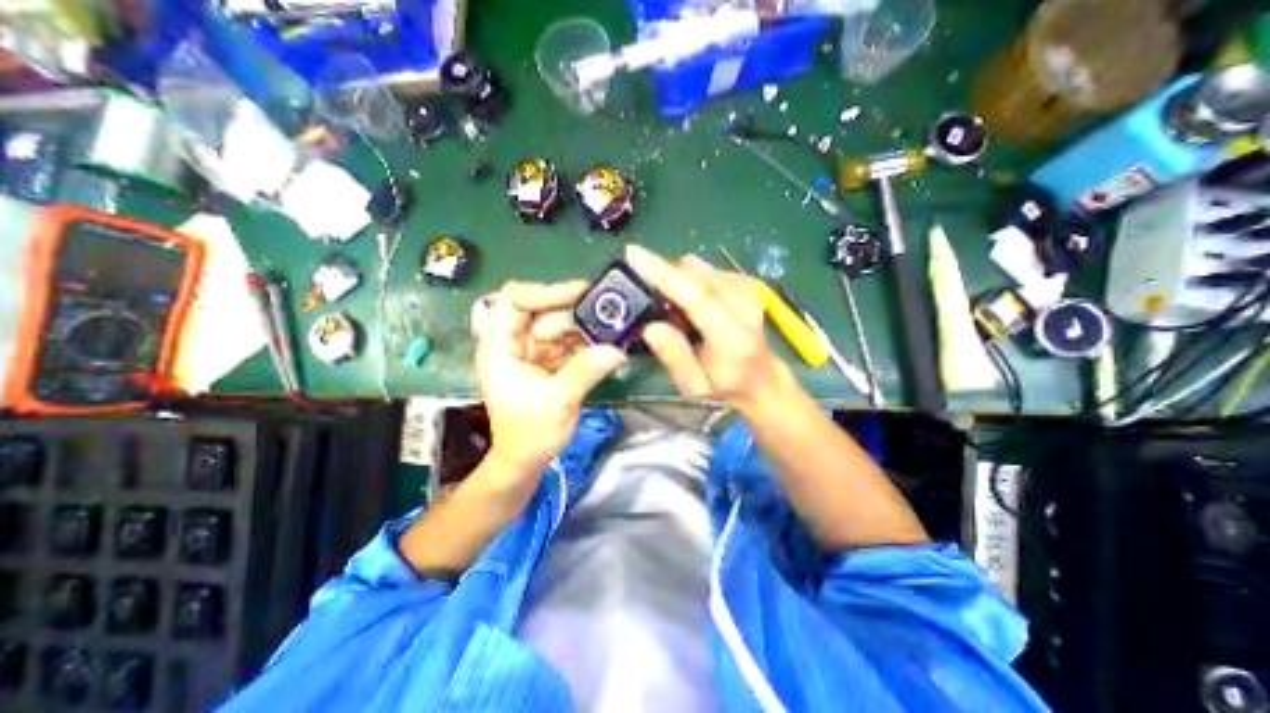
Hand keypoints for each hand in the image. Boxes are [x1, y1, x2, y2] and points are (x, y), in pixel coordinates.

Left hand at [471, 281, 624, 493]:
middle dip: (579, 315)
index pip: (513, 301)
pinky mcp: (553, 362)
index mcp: (502, 346)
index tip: (579, 294)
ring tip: (618, 333)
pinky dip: (592, 345)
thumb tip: (617, 350)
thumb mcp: (557, 401)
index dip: (544, 291)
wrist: (526, 461)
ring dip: (591, 330)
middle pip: (546, 312)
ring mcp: (536, 352)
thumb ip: (585, 371)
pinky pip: (574, 344)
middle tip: (612, 315)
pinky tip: (612, 348)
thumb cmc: (529, 434)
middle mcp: (517, 342)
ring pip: (564, 327)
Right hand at [623, 243, 791, 411]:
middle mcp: (745, 307)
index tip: (632, 254)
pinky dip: (692, 282)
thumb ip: (675, 358)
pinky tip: (693, 305)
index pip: (696, 295)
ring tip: (677, 313)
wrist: (761, 379)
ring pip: (700, 269)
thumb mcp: (694, 387)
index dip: (663, 273)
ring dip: (679, 282)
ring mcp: (748, 291)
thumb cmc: (723, 387)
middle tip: (650, 300)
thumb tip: (650, 328)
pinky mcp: (746, 284)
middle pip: (696, 275)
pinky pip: (708, 271)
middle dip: (664, 276)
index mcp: (732, 338)